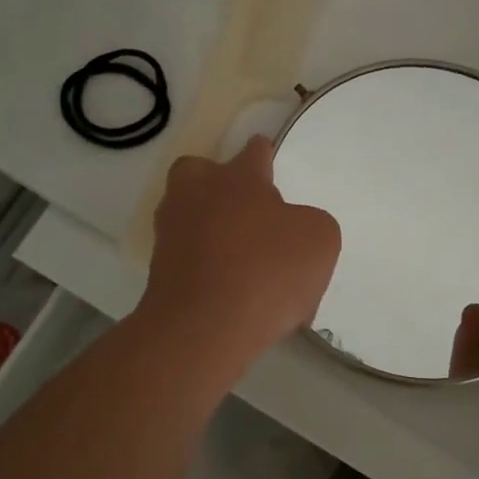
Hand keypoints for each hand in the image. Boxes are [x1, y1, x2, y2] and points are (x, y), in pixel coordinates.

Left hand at [139, 137, 341, 375]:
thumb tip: (292, 229)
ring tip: (241, 259)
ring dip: (209, 227)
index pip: (254, 151)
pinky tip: (230, 292)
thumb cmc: (268, 271)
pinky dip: (204, 266)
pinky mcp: (158, 269)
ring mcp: (171, 231)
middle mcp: (198, 193)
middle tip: (246, 211)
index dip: (265, 157)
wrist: (204, 327)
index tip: (270, 166)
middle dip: (219, 184)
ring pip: (189, 213)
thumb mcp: (320, 240)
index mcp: (239, 177)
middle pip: (200, 171)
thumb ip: (311, 223)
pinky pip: (187, 256)